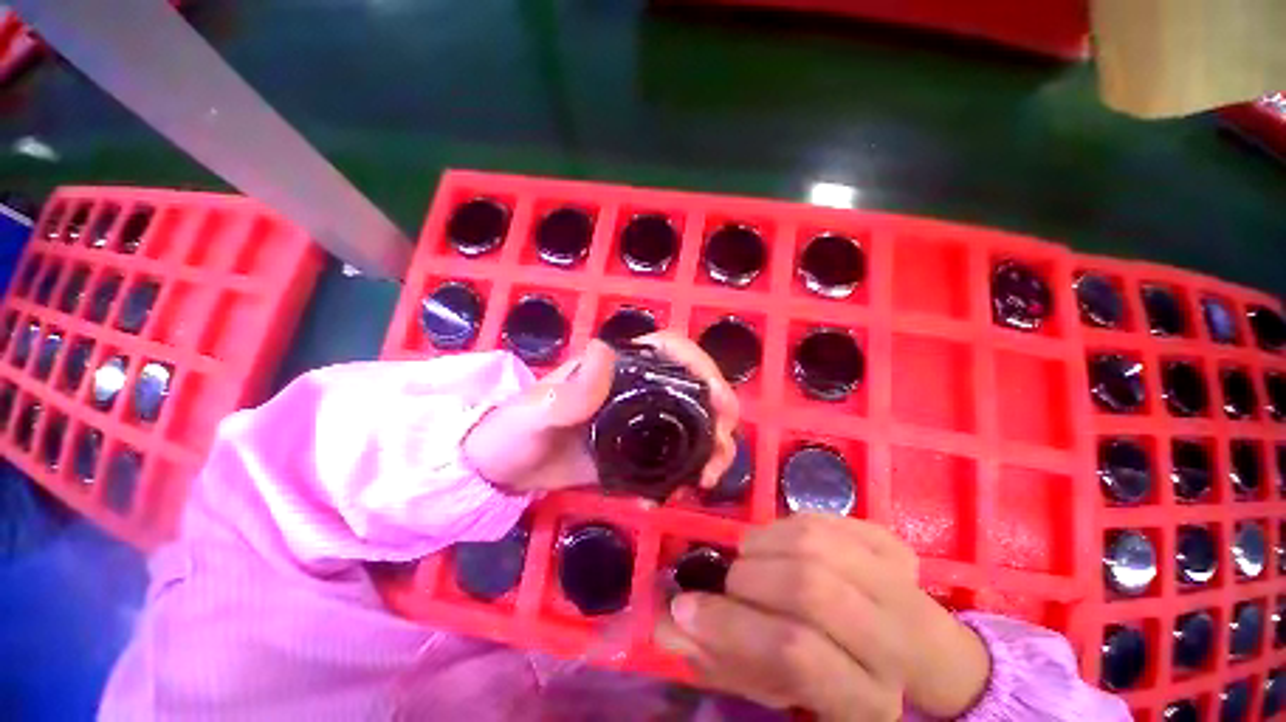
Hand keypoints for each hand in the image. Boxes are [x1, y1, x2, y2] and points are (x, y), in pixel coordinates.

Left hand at [463, 333, 739, 493]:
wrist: (504, 472)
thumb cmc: (513, 432)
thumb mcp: (535, 413)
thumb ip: (569, 391)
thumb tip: (603, 350)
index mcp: (617, 369)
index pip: (669, 349)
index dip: (700, 364)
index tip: (716, 399)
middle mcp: (636, 390)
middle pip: (693, 388)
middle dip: (719, 412)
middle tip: (722, 447)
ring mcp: (639, 423)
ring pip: (691, 423)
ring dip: (711, 446)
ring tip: (706, 479)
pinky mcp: (636, 453)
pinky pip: (672, 457)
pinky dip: (684, 474)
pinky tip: (672, 496)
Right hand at [655, 514, 990, 720]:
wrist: (909, 649)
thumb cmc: (833, 676)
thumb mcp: (780, 689)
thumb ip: (725, 658)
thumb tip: (668, 626)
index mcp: (868, 698)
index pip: (797, 654)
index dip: (732, 626)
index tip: (685, 609)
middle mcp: (897, 640)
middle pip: (809, 588)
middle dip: (748, 578)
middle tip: (728, 580)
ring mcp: (900, 583)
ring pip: (814, 543)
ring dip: (763, 544)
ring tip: (750, 558)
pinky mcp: (890, 544)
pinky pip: (822, 519)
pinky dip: (784, 526)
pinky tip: (778, 545)